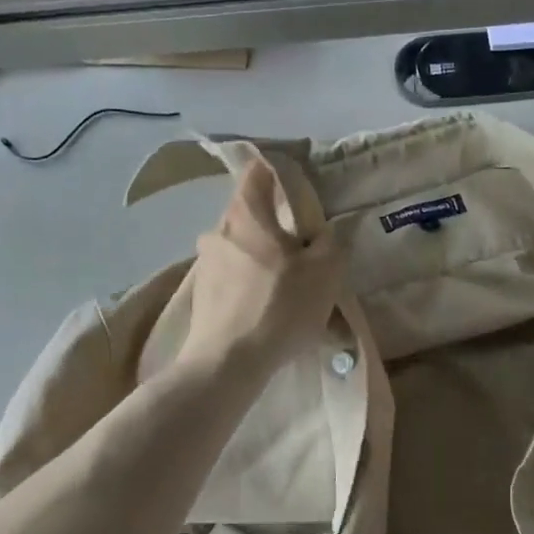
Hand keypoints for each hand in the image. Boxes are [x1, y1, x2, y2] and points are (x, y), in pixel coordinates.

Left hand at [177, 158, 344, 381]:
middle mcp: (218, 230)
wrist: (228, 363)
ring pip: (242, 247)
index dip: (281, 171)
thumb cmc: (280, 306)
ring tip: (291, 284)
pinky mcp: (202, 295)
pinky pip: (234, 277)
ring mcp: (205, 263)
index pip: (258, 170)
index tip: (302, 187)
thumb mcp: (326, 271)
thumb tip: (325, 231)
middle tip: (305, 245)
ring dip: (265, 257)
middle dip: (277, 224)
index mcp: (246, 213)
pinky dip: (252, 283)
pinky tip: (271, 309)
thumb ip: (331, 242)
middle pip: (251, 213)